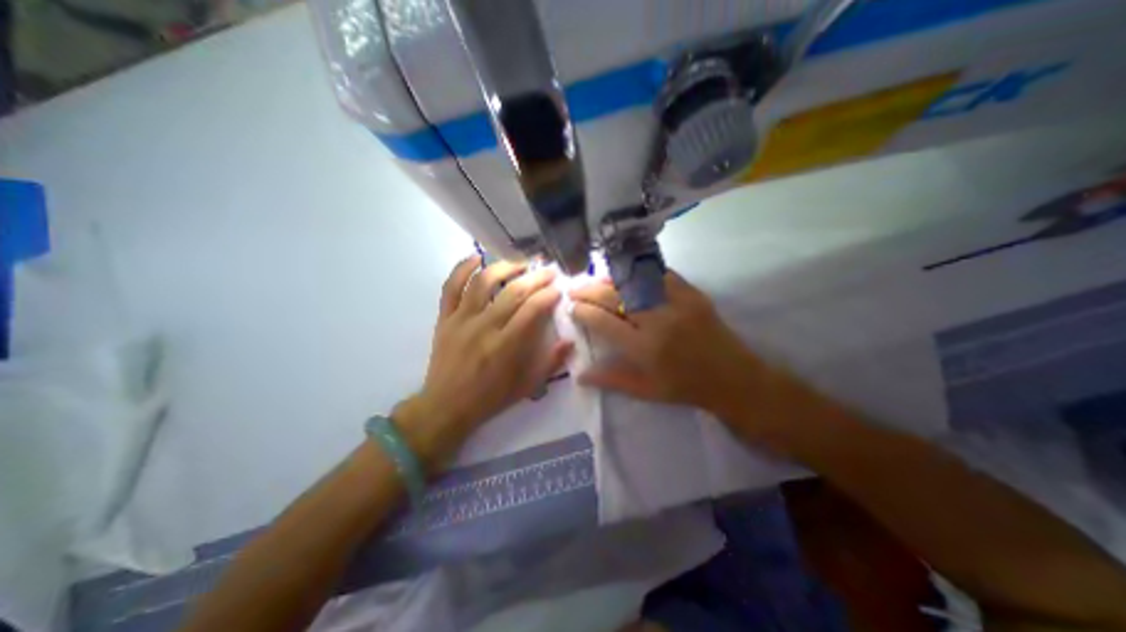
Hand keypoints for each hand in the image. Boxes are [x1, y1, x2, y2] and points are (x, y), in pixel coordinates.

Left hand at [396, 253, 572, 468]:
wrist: (446, 406)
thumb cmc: (490, 398)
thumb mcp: (527, 387)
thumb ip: (550, 363)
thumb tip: (570, 341)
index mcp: (506, 346)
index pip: (532, 310)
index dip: (548, 295)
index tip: (558, 289)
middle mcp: (484, 327)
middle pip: (512, 292)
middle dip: (535, 277)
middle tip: (549, 270)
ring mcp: (461, 320)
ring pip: (483, 282)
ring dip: (504, 267)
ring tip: (520, 263)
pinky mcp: (444, 318)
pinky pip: (451, 287)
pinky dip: (462, 269)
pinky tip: (477, 258)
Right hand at [572, 270, 765, 417]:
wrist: (732, 378)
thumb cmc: (685, 388)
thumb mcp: (645, 390)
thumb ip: (611, 379)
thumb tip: (579, 374)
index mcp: (643, 347)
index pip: (603, 321)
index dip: (583, 311)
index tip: (572, 308)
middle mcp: (657, 320)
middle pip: (614, 297)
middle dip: (588, 290)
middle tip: (574, 289)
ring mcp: (676, 303)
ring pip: (633, 282)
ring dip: (609, 279)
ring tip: (595, 280)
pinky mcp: (692, 293)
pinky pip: (660, 275)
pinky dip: (640, 273)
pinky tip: (628, 275)